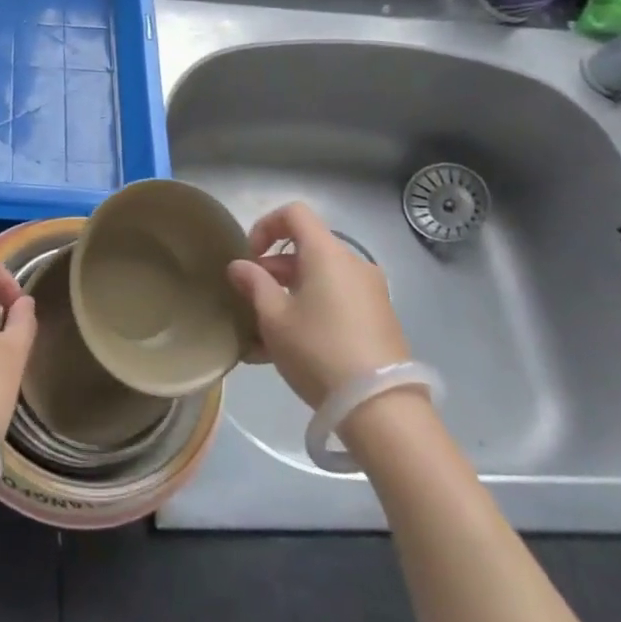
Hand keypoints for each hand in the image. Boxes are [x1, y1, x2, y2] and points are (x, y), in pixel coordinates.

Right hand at [226, 202, 410, 408]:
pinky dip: (310, 312)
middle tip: (250, 300)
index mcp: (327, 253)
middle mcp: (353, 264)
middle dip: (273, 269)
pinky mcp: (379, 320)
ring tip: (262, 334)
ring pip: (319, 280)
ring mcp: (370, 293)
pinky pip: (335, 303)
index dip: (265, 226)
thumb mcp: (274, 318)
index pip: (294, 213)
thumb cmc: (318, 350)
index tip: (250, 257)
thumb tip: (239, 266)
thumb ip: (254, 285)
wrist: (380, 407)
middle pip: (306, 249)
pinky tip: (288, 350)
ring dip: (288, 296)